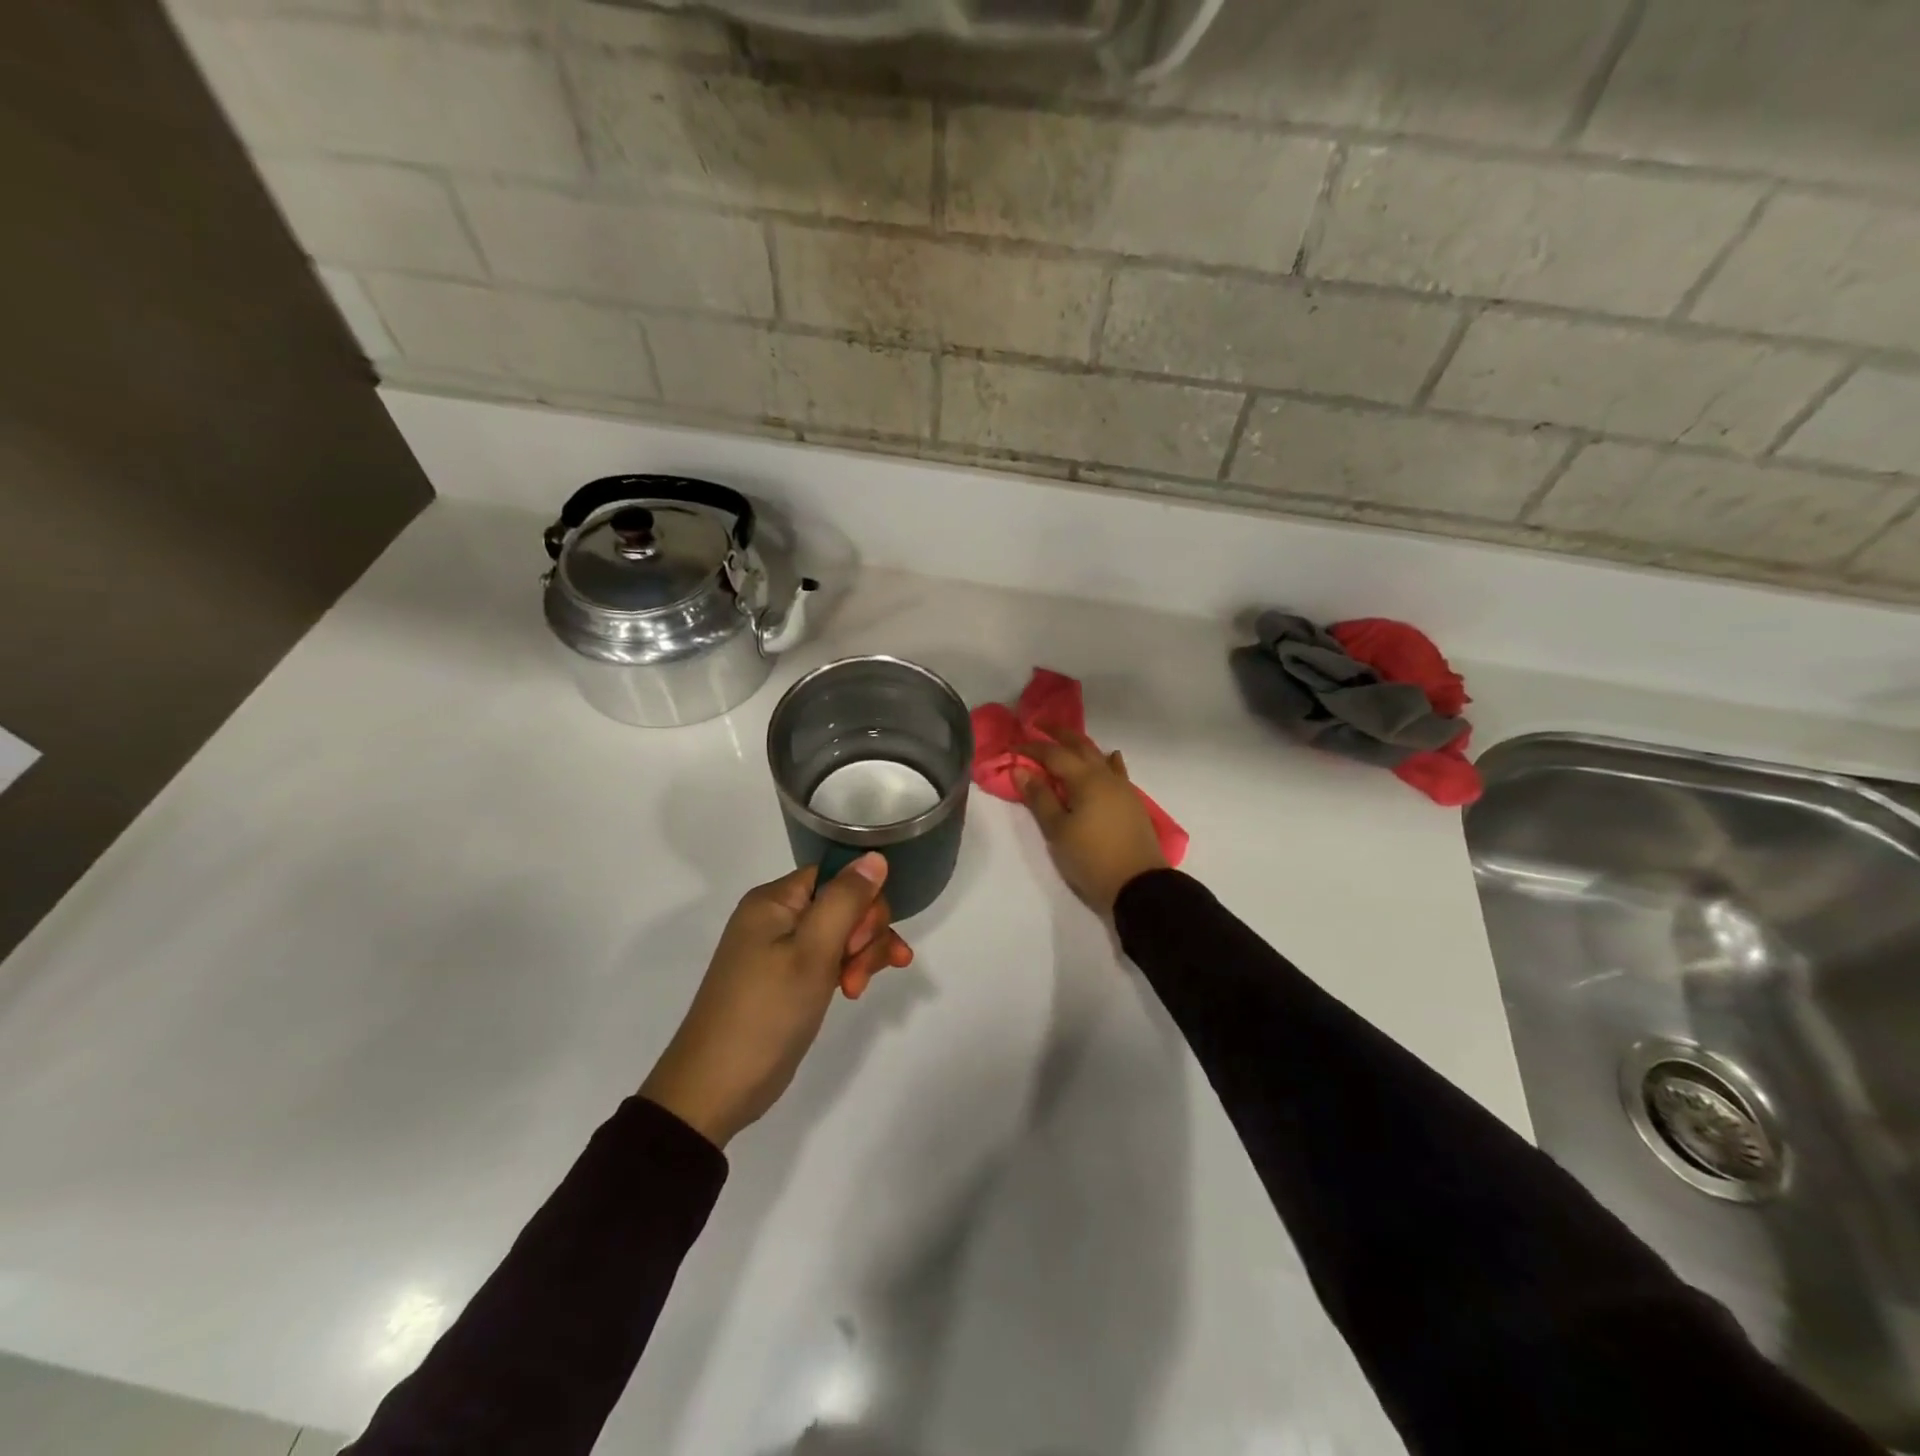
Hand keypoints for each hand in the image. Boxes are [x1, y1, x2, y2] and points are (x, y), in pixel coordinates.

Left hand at [639, 854, 912, 1147]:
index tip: (865, 938)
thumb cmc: (766, 1013)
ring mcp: (780, 950)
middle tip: (859, 971)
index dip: (862, 901)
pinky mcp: (786, 978)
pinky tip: (857, 990)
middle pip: (842, 904)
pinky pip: (828, 958)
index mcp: (774, 901)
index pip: (836, 875)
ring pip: (841, 933)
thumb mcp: (812, 953)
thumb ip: (846, 900)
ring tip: (858, 989)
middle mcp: (776, 917)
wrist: (715, 1088)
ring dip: (861, 955)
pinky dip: (847, 969)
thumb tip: (875, 856)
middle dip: (865, 934)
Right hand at [1013, 728, 1168, 915]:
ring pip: (1099, 756)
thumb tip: (1020, 770)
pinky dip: (1107, 761)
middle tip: (1039, 724)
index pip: (1053, 754)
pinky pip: (1116, 771)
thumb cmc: (1091, 858)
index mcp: (1085, 779)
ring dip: (1081, 745)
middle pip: (1080, 746)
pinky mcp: (1131, 802)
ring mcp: (1122, 788)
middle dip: (1058, 734)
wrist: (1139, 885)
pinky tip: (1109, 758)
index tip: (1012, 745)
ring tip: (1066, 741)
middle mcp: (1105, 776)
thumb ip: (1039, 798)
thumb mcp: (1058, 830)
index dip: (1032, 747)